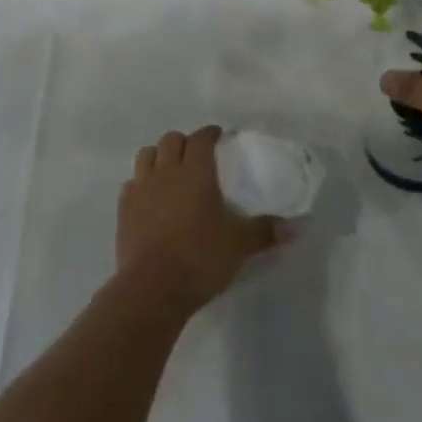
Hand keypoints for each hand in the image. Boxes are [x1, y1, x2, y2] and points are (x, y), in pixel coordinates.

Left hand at [117, 127, 284, 311]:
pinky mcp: (124, 208)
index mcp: (195, 171)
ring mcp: (142, 187)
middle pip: (172, 140)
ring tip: (170, 171)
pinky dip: (141, 183)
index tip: (219, 137)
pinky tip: (149, 198)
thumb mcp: (239, 245)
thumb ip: (265, 231)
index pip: (201, 138)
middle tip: (196, 156)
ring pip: (147, 155)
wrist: (152, 288)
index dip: (211, 134)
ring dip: (159, 156)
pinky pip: (131, 183)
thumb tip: (296, 226)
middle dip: (184, 142)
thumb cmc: (200, 258)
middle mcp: (166, 171)